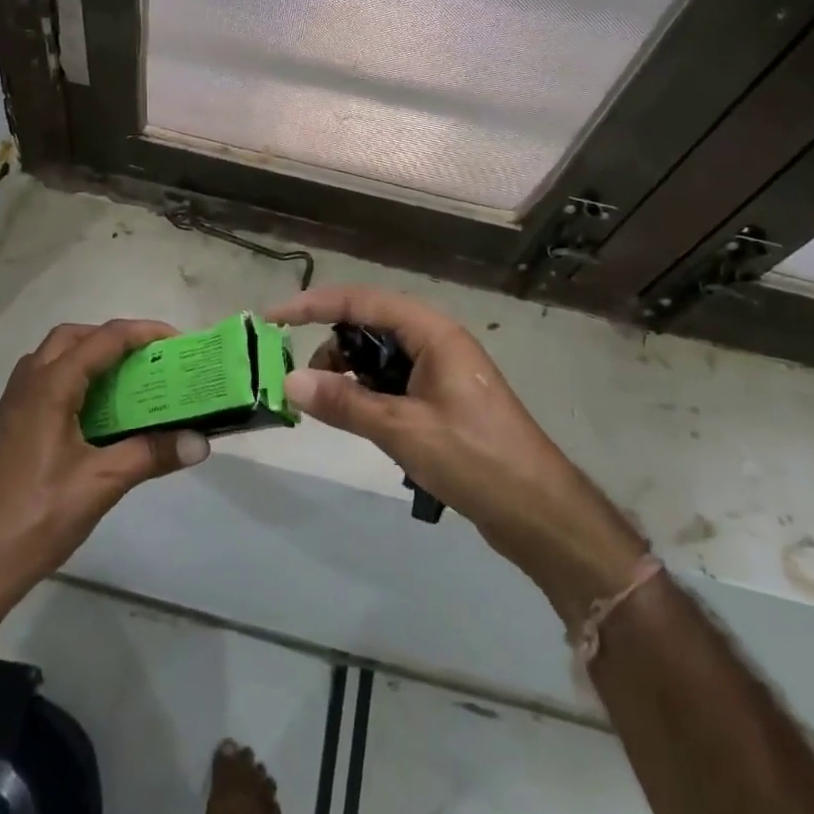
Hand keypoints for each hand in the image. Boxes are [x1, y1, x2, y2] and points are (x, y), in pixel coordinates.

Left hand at [0, 320, 210, 623]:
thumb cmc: (39, 515)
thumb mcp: (102, 482)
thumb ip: (152, 454)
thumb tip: (202, 442)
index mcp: (50, 385)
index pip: (103, 339)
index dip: (142, 333)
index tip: (176, 342)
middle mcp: (28, 384)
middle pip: (73, 337)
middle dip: (112, 338)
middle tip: (146, 359)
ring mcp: (13, 406)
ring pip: (53, 358)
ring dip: (89, 356)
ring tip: (123, 382)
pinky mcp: (9, 428)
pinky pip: (43, 382)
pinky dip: (72, 380)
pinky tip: (92, 416)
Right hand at [270, 286, 645, 623]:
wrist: (540, 512)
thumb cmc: (475, 459)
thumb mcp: (402, 429)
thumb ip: (344, 403)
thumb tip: (288, 381)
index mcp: (432, 332)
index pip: (361, 300)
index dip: (313, 304)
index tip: (273, 318)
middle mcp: (435, 341)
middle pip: (369, 324)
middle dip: (331, 345)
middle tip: (303, 381)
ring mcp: (440, 370)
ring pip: (379, 355)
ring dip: (349, 373)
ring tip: (329, 408)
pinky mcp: (441, 398)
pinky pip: (393, 380)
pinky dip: (368, 393)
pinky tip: (357, 419)